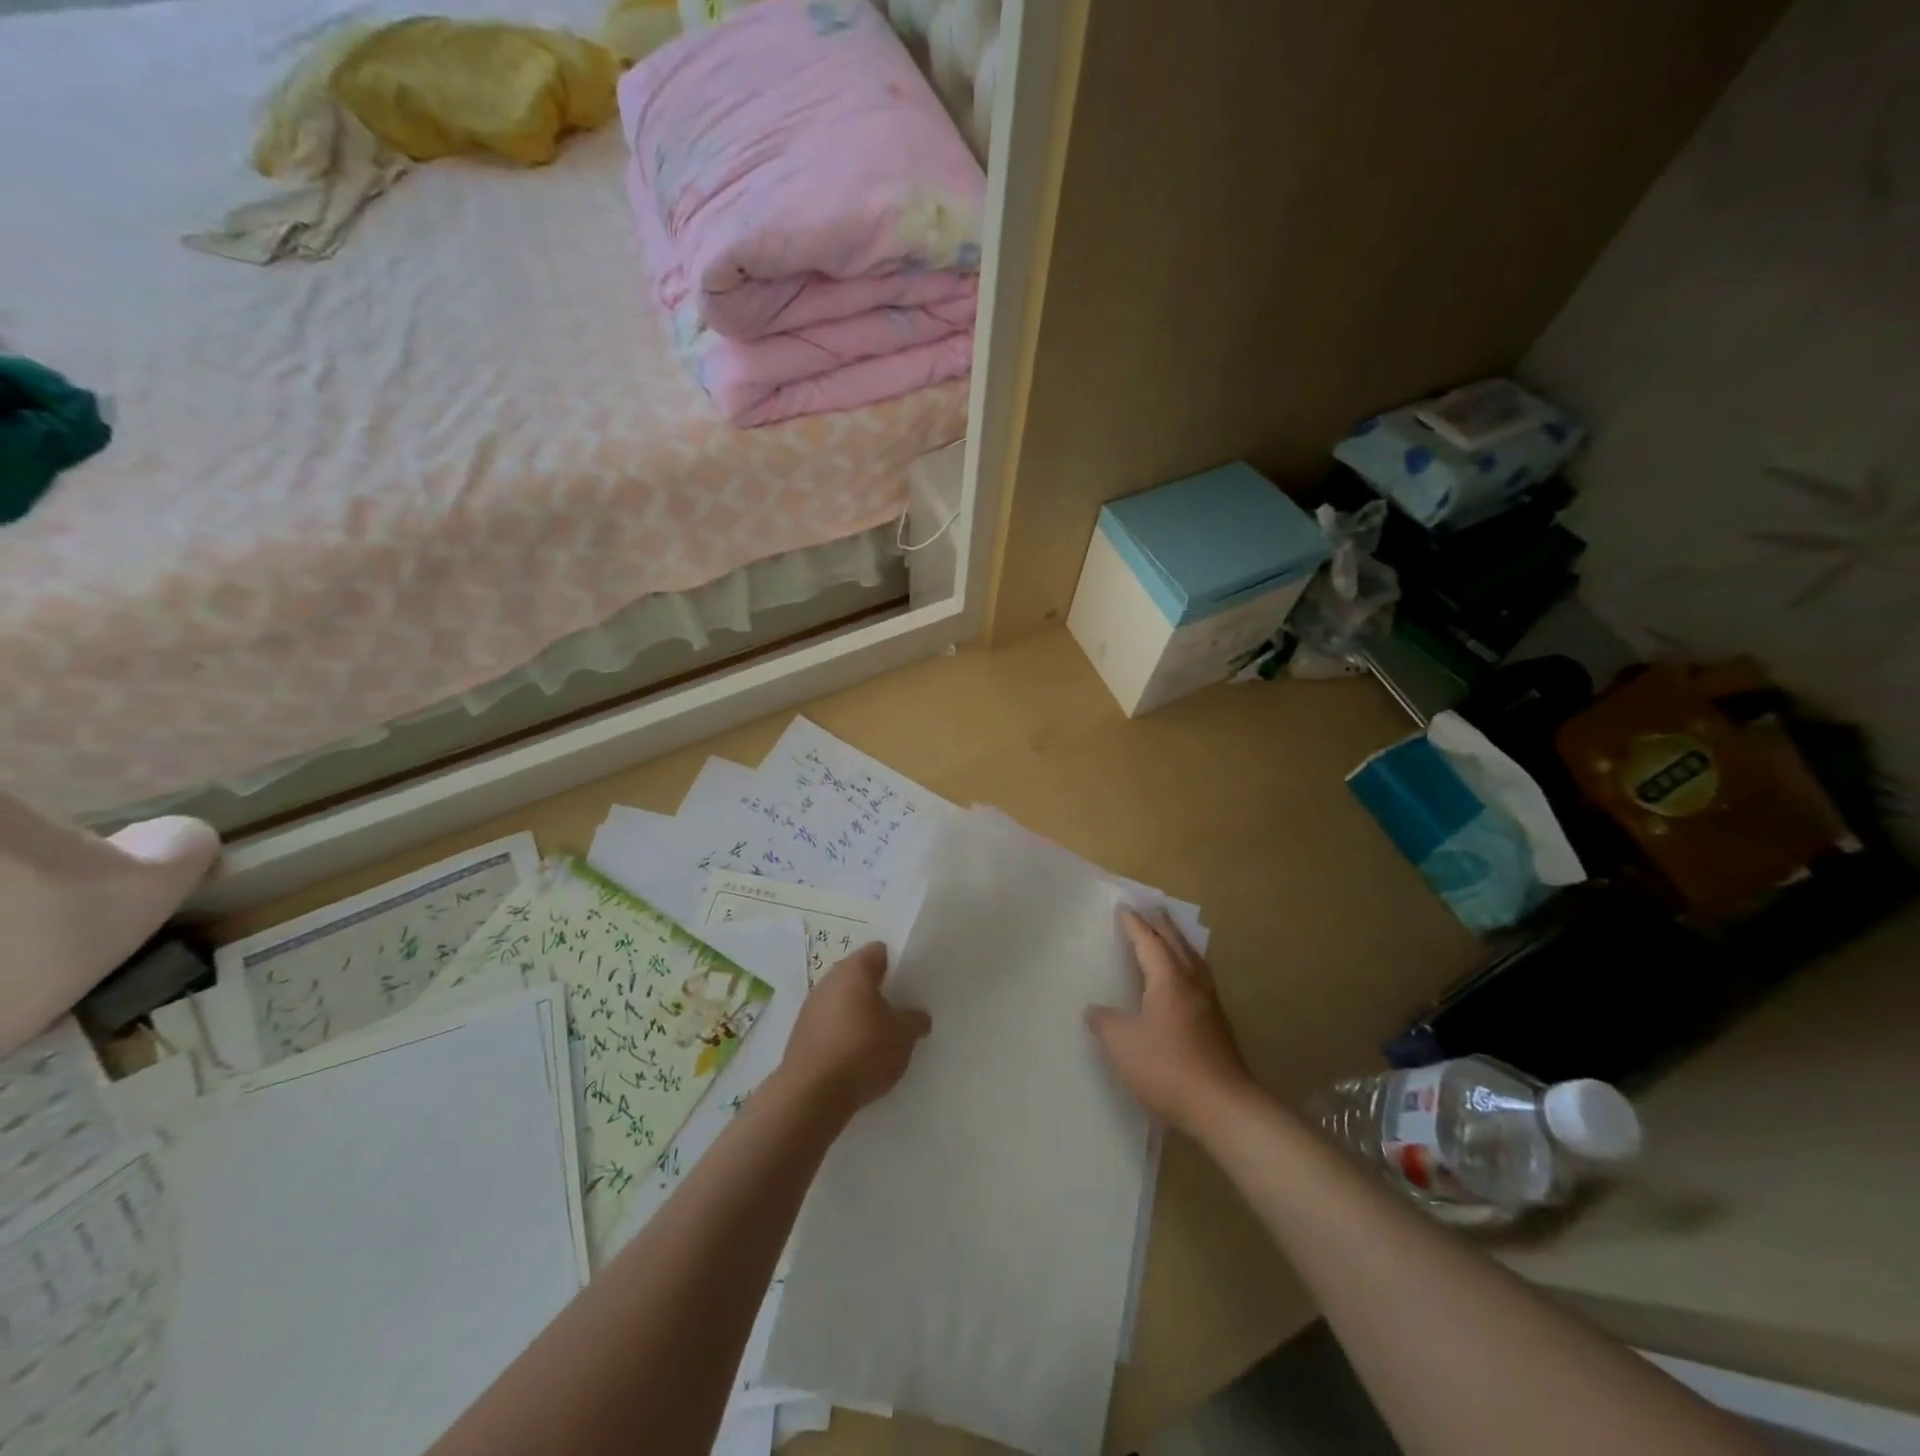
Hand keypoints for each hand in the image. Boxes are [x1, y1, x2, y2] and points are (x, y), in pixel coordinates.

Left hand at [778, 942, 931, 1117]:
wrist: (810, 1095)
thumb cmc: (862, 1051)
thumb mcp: (903, 1036)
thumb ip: (915, 1019)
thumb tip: (919, 1016)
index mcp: (854, 970)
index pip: (880, 951)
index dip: (898, 964)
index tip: (910, 984)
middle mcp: (829, 980)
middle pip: (859, 976)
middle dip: (879, 991)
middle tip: (900, 1012)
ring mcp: (810, 1007)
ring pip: (843, 1001)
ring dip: (859, 1014)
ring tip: (880, 1038)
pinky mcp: (800, 1034)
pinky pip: (829, 1024)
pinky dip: (843, 1033)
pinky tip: (856, 1057)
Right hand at [1087, 908, 1255, 1135]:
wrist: (1223, 1107)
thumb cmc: (1167, 1067)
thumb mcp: (1122, 1044)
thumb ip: (1105, 1022)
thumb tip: (1095, 1010)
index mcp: (1168, 980)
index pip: (1149, 942)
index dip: (1135, 925)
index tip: (1124, 908)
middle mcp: (1192, 985)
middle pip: (1177, 945)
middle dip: (1163, 925)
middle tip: (1153, 908)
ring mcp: (1210, 1006)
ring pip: (1193, 962)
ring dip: (1180, 944)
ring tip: (1171, 936)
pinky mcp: (1218, 1027)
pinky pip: (1200, 981)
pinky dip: (1188, 967)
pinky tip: (1184, 982)